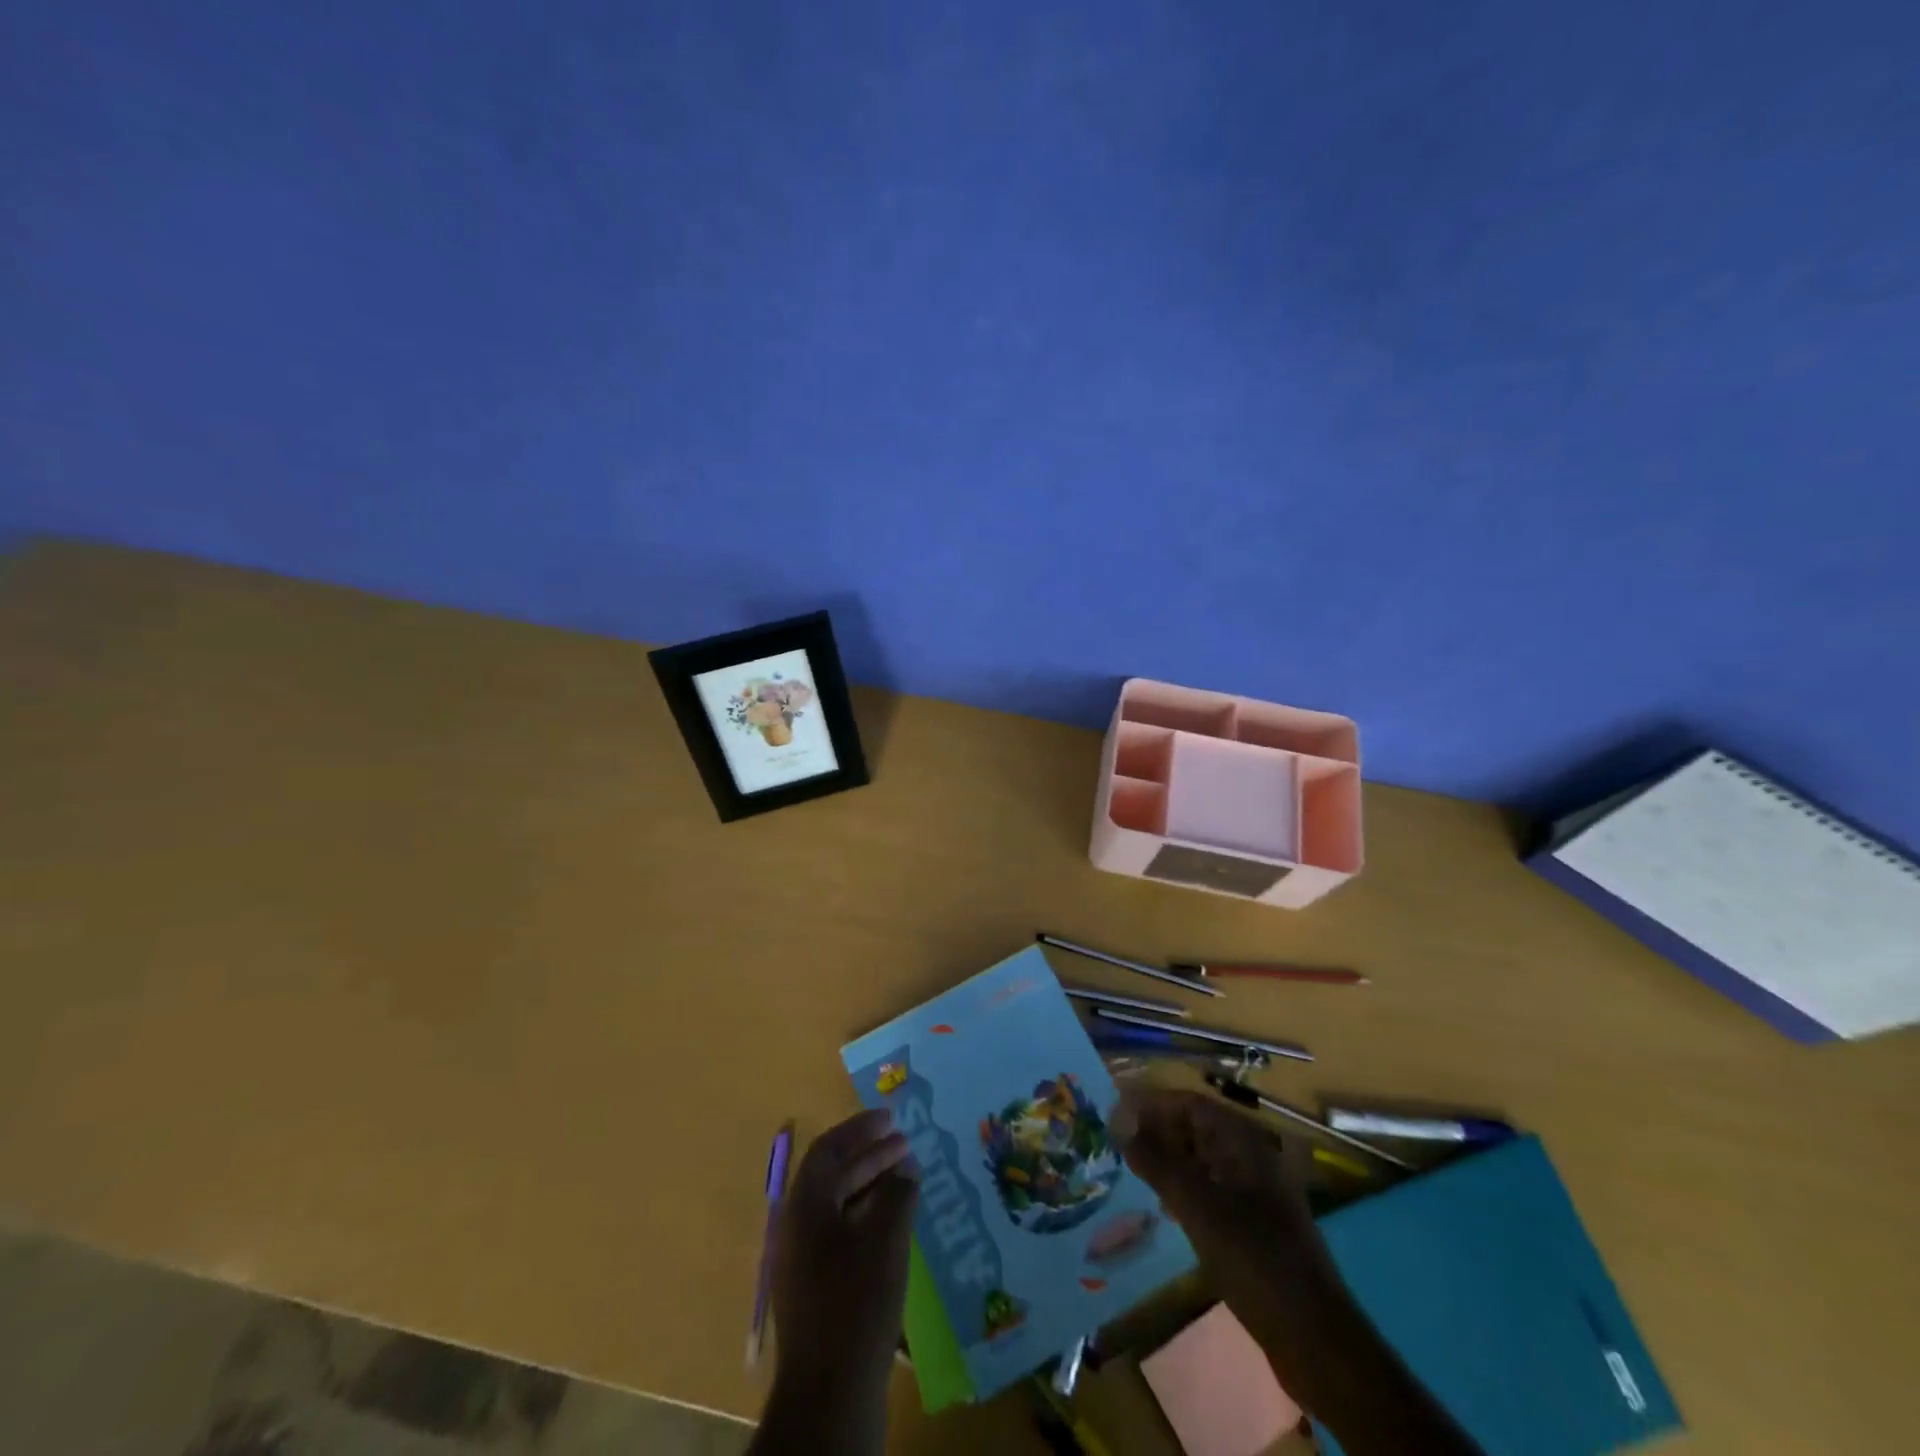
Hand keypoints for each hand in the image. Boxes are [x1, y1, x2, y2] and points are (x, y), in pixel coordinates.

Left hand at [770, 1109, 919, 1394]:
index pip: (828, 1150)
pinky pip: (841, 1232)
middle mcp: (797, 1226)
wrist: (830, 1393)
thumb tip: (905, 1166)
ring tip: (906, 1176)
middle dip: (870, 1154)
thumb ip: (897, 1193)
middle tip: (905, 1143)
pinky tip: (895, 1221)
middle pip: (833, 1175)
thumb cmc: (856, 1303)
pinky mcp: (816, 1288)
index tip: (891, 1118)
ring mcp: (804, 1260)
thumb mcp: (885, 1240)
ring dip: (871, 1184)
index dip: (860, 1129)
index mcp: (804, 1207)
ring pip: (838, 1204)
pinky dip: (867, 1215)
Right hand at [1113, 1089, 1335, 1354]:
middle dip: (1156, 1130)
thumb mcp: (1196, 1206)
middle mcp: (1251, 1155)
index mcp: (1243, 1141)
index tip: (1112, 1114)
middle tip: (1115, 1144)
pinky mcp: (1255, 1221)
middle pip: (1196, 1127)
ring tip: (1131, 1171)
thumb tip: (1117, 1118)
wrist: (1314, 1338)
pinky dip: (1185, 1187)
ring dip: (1168, 1159)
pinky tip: (1163, 1204)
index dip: (1150, 1104)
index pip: (1188, 1103)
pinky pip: (1212, 1187)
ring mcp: (1256, 1189)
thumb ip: (1155, 1160)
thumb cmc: (1253, 1259)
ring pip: (1202, 1159)